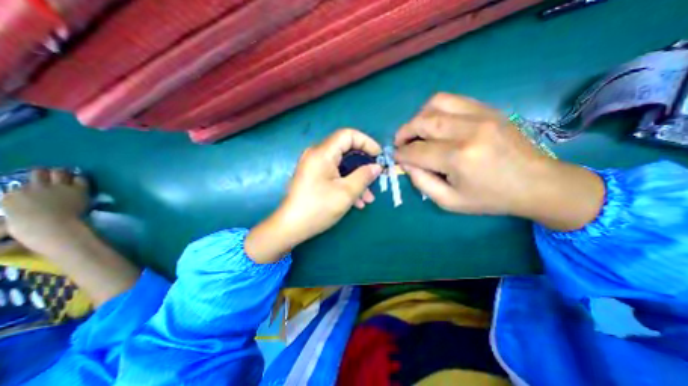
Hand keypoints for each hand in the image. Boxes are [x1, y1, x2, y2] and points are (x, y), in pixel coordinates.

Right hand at [2, 170, 88, 254]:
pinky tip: (82, 182)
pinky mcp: (77, 189)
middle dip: (46, 173)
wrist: (51, 226)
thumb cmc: (28, 230)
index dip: (30, 186)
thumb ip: (7, 222)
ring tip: (68, 176)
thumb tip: (7, 229)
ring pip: (59, 172)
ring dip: (63, 173)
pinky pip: (80, 179)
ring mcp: (57, 187)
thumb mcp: (8, 226)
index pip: (19, 186)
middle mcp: (33, 187)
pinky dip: (81, 180)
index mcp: (11, 196)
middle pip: (38, 173)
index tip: (36, 189)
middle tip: (54, 177)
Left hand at [246, 127, 383, 263]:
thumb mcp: (346, 193)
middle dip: (363, 165)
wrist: (291, 227)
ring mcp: (314, 166)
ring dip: (357, 179)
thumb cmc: (318, 208)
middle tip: (376, 177)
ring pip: (342, 166)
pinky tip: (356, 201)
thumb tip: (376, 167)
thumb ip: (364, 176)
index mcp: (322, 153)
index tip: (378, 156)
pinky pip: (334, 175)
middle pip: (346, 151)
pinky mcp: (313, 177)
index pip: (348, 135)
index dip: (366, 142)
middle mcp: (316, 155)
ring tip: (368, 198)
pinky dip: (346, 184)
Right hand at [395, 93, 602, 230]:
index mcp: (458, 158)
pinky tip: (434, 123)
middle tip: (399, 143)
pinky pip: (453, 100)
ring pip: (435, 104)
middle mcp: (468, 131)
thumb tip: (407, 163)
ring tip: (416, 131)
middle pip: (422, 122)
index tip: (396, 157)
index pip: (416, 151)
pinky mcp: (488, 109)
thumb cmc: (490, 198)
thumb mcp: (448, 201)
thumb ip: (421, 182)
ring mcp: (481, 115)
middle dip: (403, 132)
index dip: (400, 154)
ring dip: (418, 117)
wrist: (537, 184)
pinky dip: (435, 109)